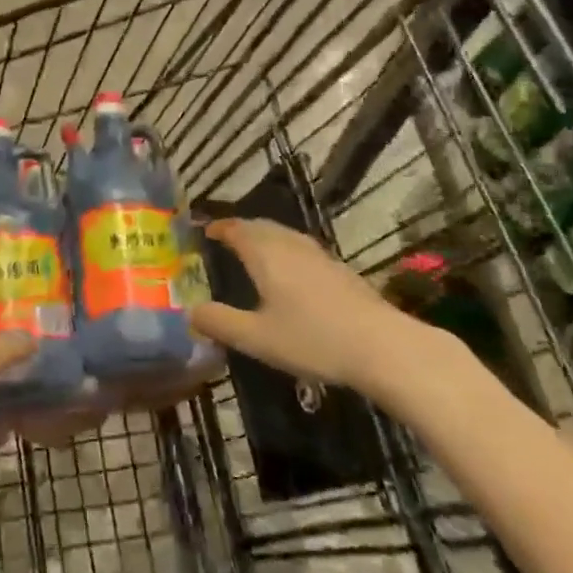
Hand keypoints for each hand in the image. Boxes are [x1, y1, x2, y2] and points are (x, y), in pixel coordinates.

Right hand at [188, 218, 468, 410]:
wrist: (382, 346)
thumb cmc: (312, 339)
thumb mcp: (256, 338)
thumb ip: (220, 323)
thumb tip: (190, 312)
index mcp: (265, 253)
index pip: (236, 229)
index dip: (219, 227)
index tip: (205, 229)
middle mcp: (290, 245)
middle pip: (261, 226)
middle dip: (241, 229)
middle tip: (226, 239)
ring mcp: (319, 255)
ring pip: (284, 236)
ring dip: (265, 238)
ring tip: (255, 252)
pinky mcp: (340, 270)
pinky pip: (302, 249)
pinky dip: (286, 251)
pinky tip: (292, 274)